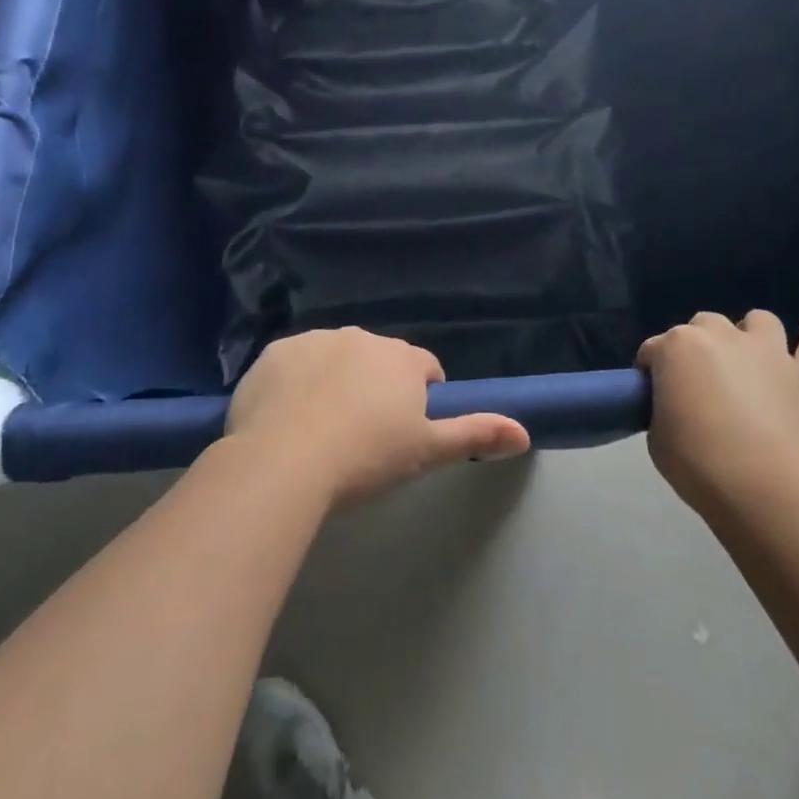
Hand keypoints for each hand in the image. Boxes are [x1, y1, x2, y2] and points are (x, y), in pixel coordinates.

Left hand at [224, 327, 530, 507]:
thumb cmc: (366, 457)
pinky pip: (293, 365)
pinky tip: (286, 420)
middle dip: (377, 387)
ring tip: (322, 431)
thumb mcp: (426, 452)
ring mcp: (313, 341)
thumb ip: (475, 435)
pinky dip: (295, 384)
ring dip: (336, 382)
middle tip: (363, 435)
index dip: (421, 397)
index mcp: (401, 358)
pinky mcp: (274, 353)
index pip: (425, 368)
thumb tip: (525, 432)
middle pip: (378, 360)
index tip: (406, 430)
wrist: (284, 462)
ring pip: (334, 358)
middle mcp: (360, 337)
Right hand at [638, 310, 798, 513]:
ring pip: (760, 320)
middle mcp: (721, 336)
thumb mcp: (657, 438)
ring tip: (751, 361)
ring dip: (752, 335)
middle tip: (702, 381)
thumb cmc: (699, 464)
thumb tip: (676, 407)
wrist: (767, 488)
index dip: (653, 371)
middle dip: (700, 345)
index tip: (655, 395)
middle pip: (704, 324)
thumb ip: (664, 409)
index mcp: (677, 347)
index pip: (653, 349)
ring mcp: (769, 351)